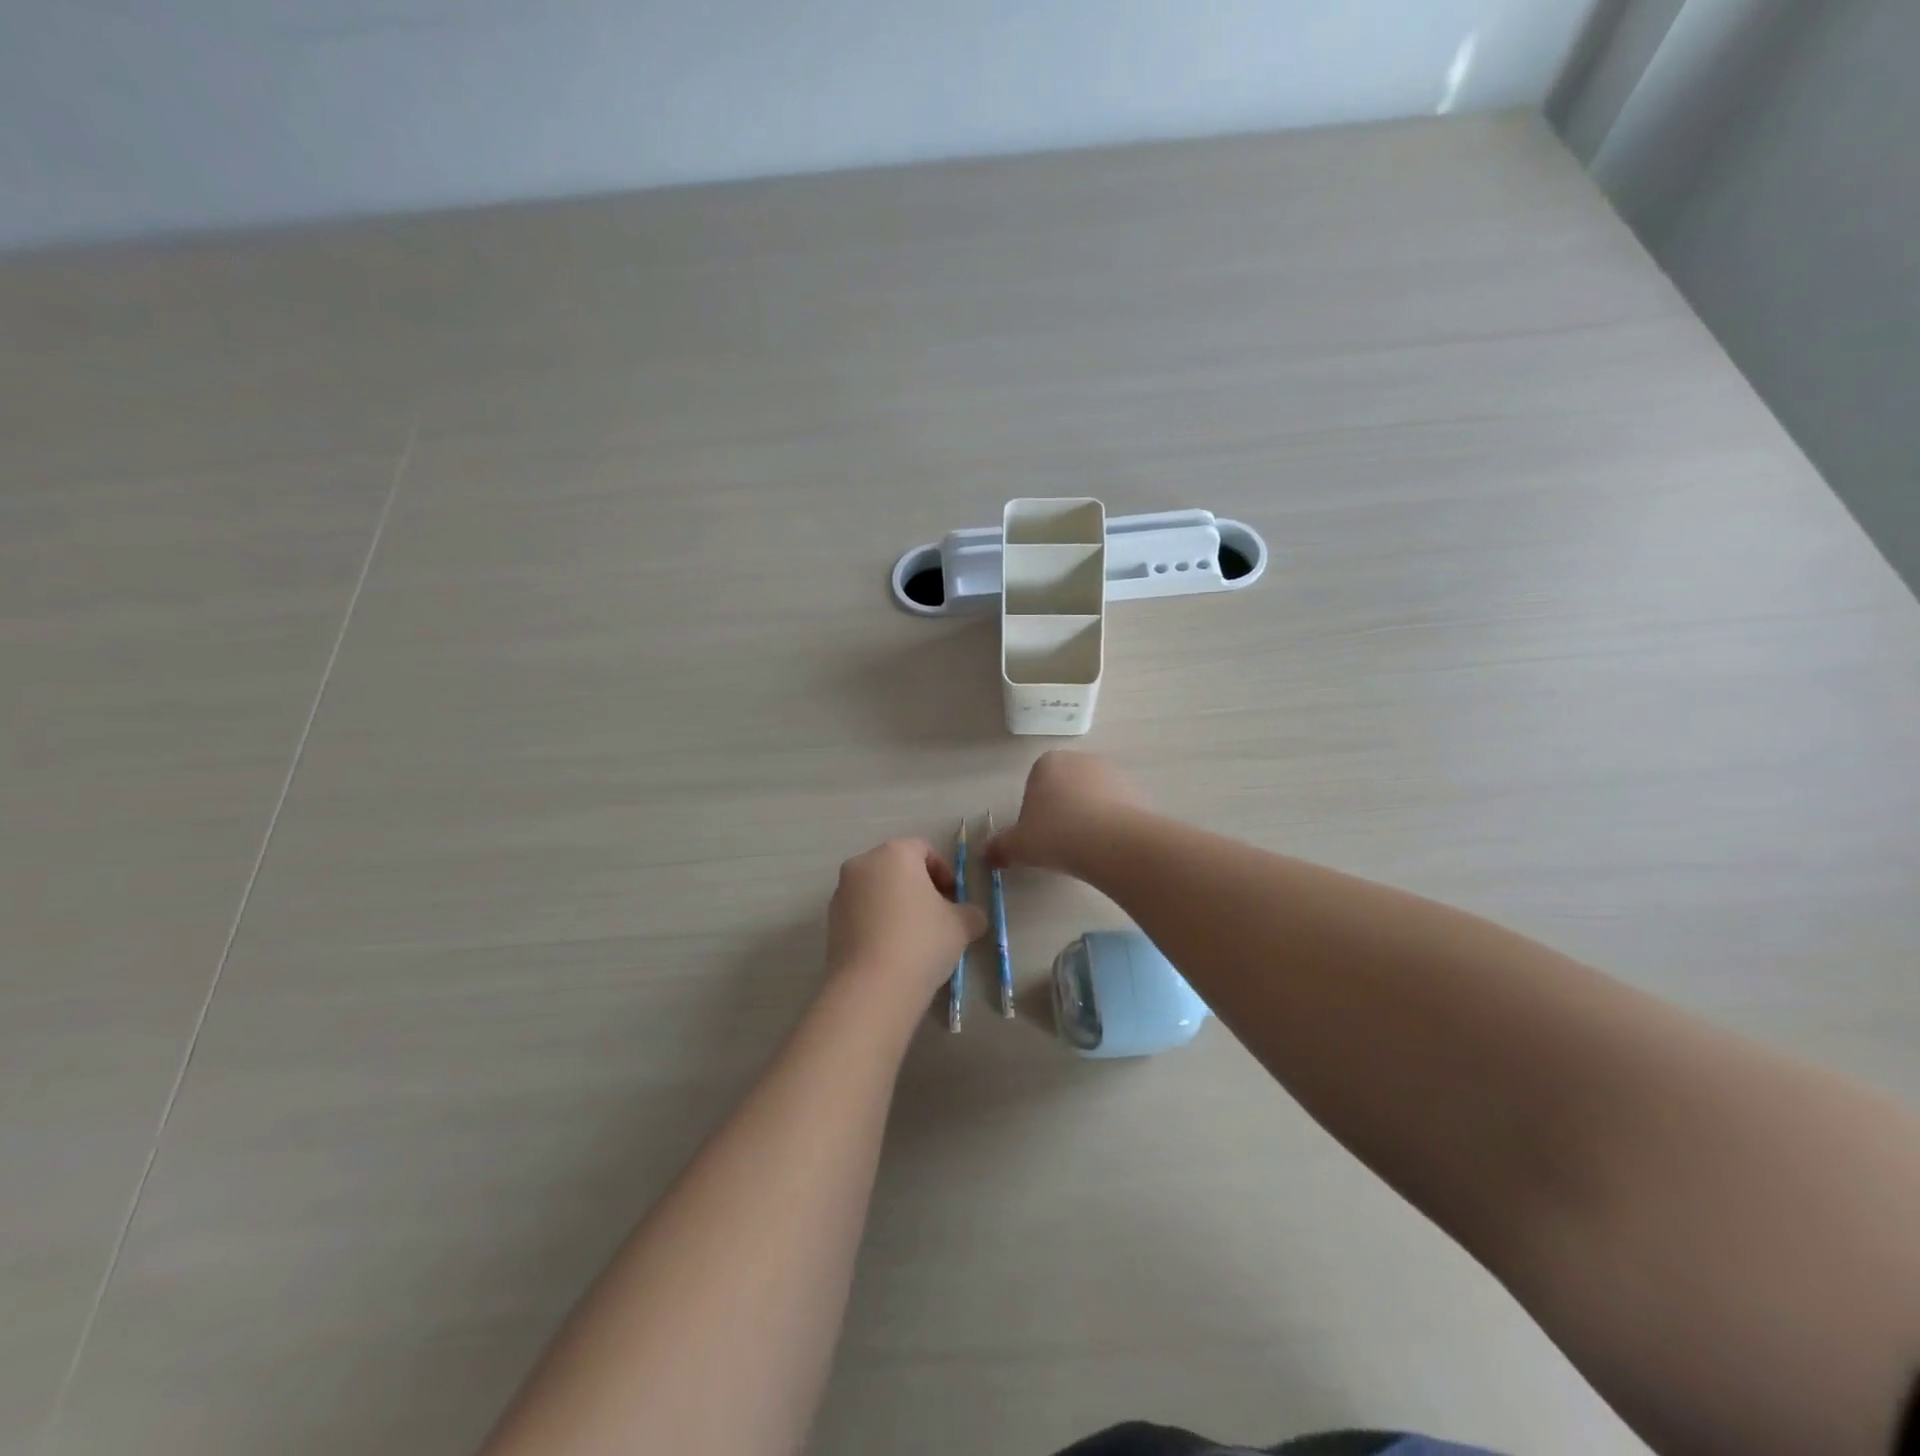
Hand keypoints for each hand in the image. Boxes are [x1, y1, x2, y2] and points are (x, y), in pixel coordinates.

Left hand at [826, 840, 986, 999]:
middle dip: (918, 888)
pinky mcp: (830, 922)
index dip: (944, 872)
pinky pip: (861, 913)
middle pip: (897, 868)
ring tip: (913, 938)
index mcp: (895, 853)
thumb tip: (971, 917)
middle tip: (937, 916)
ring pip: (876, 891)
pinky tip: (891, 951)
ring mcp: (841, 893)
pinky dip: (877, 923)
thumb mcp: (961, 925)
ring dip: (895, 906)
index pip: (924, 850)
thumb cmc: (921, 942)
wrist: (872, 988)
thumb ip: (970, 913)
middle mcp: (863, 864)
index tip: (953, 899)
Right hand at [983, 751, 1148, 874]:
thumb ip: (1000, 847)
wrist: (1113, 842)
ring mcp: (1113, 773)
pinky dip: (1113, 825)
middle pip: (1066, 789)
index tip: (1039, 837)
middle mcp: (1081, 760)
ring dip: (1089, 818)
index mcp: (1048, 763)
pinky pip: (1118, 809)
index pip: (1035, 786)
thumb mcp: (1019, 846)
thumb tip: (985, 855)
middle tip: (1061, 845)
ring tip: (1087, 850)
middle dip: (1063, 813)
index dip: (1034, 813)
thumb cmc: (1056, 835)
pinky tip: (1110, 848)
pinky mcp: (1138, 791)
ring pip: (1093, 798)